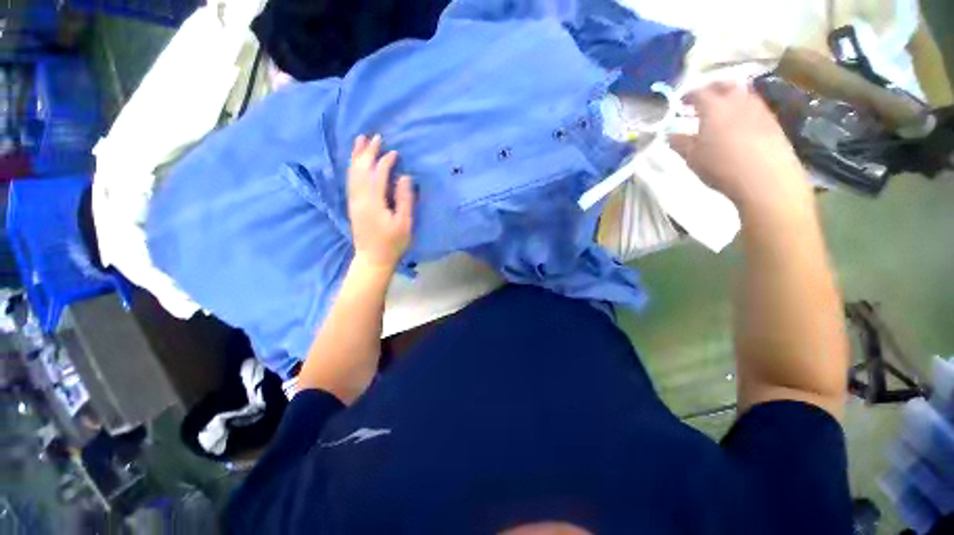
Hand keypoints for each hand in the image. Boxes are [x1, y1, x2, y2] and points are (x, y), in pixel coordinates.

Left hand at [347, 134, 414, 270]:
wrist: (373, 258)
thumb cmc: (393, 242)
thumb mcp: (404, 223)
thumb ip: (404, 199)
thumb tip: (405, 177)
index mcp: (374, 201)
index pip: (378, 175)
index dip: (385, 162)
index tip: (395, 152)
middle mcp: (360, 198)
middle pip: (362, 169)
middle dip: (368, 152)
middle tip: (376, 137)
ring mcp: (354, 201)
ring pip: (353, 173)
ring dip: (357, 156)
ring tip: (361, 140)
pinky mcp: (353, 205)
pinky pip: (351, 181)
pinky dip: (353, 167)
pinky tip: (356, 162)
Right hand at [671, 82, 812, 214]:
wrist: (765, 178)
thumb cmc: (721, 166)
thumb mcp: (692, 158)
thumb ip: (680, 143)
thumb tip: (671, 135)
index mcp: (714, 107)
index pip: (699, 92)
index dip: (688, 96)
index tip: (681, 103)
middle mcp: (737, 101)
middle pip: (725, 85)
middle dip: (712, 89)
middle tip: (702, 102)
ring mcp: (758, 109)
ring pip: (742, 94)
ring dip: (729, 99)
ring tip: (720, 113)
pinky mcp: (772, 121)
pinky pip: (754, 107)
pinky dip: (743, 110)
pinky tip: (738, 125)